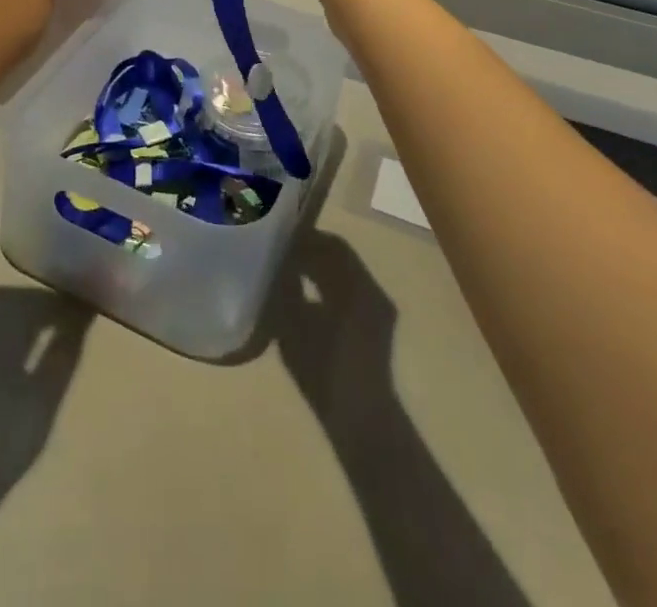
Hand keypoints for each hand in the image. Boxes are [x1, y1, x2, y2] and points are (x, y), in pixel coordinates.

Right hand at [272, 231, 399, 430]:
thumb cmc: (324, 371)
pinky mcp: (378, 326)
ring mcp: (378, 308)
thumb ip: (286, 288)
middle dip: (311, 250)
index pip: (330, 244)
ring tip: (290, 269)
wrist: (361, 420)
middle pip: (340, 256)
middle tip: (280, 249)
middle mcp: (372, 290)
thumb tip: (277, 264)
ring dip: (320, 267)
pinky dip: (330, 284)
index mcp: (356, 286)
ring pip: (346, 273)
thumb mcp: (292, 325)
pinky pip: (352, 290)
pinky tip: (307, 294)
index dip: (304, 237)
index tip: (279, 235)